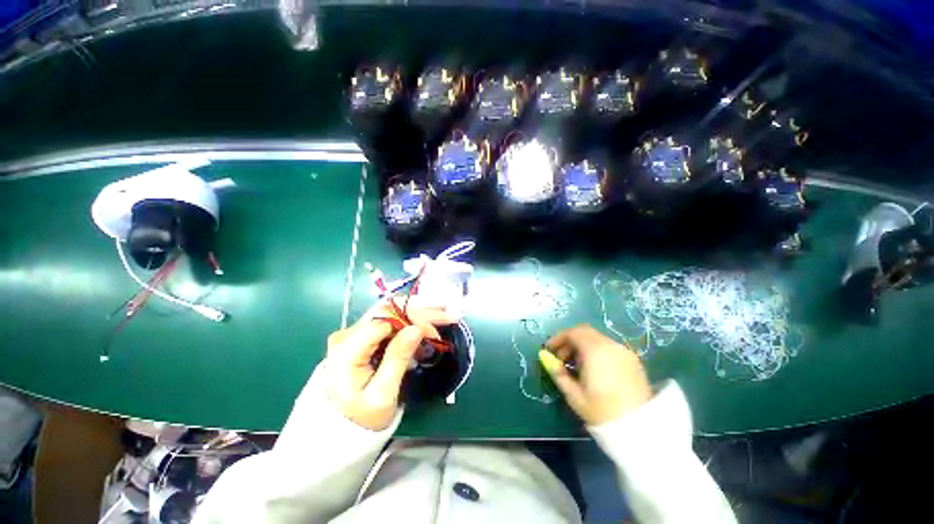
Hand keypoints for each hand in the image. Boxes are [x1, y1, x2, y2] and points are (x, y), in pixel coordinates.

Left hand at [325, 299, 456, 430]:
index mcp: (347, 349)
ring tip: (443, 312)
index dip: (412, 321)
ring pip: (391, 312)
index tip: (434, 334)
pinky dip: (410, 320)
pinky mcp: (362, 335)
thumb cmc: (361, 417)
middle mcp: (348, 334)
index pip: (385, 321)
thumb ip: (397, 358)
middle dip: (420, 311)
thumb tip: (417, 328)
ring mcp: (354, 332)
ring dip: (418, 312)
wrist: (338, 429)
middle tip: (448, 315)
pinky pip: (390, 321)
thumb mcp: (382, 394)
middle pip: (388, 310)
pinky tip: (427, 320)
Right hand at [540, 324, 652, 425]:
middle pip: (585, 332)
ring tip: (576, 366)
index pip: (573, 333)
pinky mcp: (633, 360)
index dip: (558, 338)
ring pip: (597, 338)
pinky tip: (593, 369)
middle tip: (561, 357)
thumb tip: (549, 362)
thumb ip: (559, 375)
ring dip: (582, 345)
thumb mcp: (574, 396)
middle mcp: (610, 346)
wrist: (640, 429)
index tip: (549, 349)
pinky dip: (596, 350)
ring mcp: (624, 352)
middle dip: (569, 340)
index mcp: (595, 351)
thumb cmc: (603, 412)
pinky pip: (609, 347)